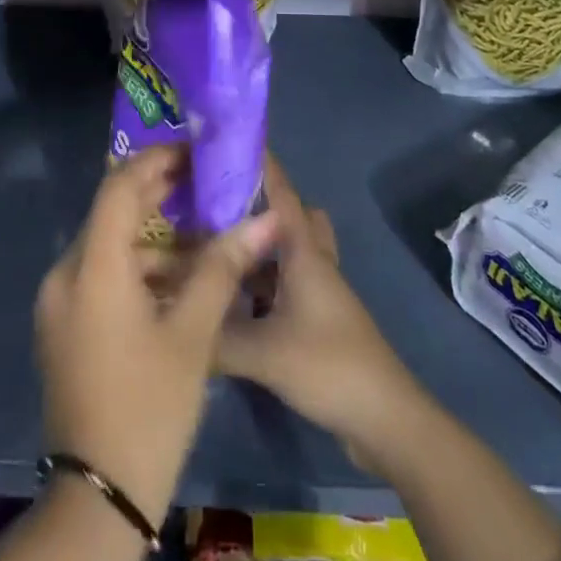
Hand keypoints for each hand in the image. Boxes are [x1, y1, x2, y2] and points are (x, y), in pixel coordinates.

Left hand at [35, 146, 279, 527]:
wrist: (97, 504)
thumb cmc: (148, 409)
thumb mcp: (192, 336)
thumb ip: (222, 267)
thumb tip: (264, 220)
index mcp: (91, 268)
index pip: (118, 187)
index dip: (155, 160)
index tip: (193, 151)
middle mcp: (65, 275)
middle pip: (111, 212)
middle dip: (157, 194)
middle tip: (203, 182)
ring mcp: (59, 304)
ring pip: (108, 247)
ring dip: (151, 237)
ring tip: (202, 233)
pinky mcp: (64, 327)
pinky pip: (100, 276)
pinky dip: (137, 268)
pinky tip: (177, 280)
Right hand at [215, 154, 421, 467]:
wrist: (385, 419)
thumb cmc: (328, 366)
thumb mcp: (263, 353)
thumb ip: (215, 336)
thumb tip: (175, 320)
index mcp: (304, 252)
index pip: (280, 192)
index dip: (260, 163)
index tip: (229, 141)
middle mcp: (313, 262)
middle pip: (288, 215)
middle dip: (257, 204)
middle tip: (215, 205)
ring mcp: (319, 291)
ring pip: (286, 251)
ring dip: (257, 246)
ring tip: (214, 248)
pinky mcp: (318, 319)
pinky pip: (285, 283)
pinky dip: (262, 283)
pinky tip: (232, 300)